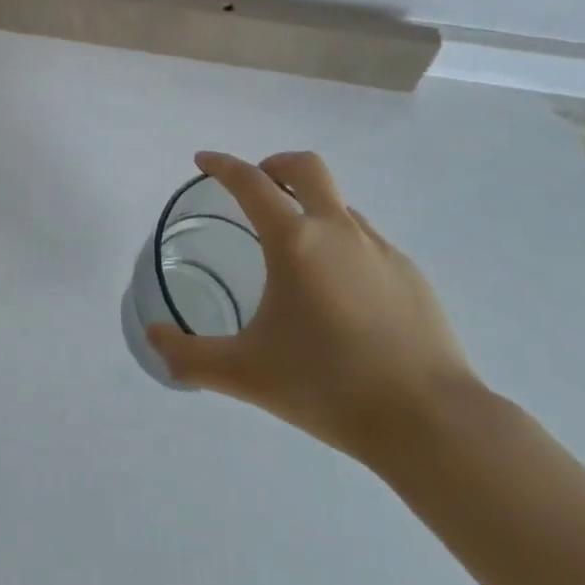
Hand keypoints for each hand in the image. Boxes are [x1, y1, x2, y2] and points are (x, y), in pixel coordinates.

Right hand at [149, 150, 481, 467]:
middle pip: (305, 167)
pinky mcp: (411, 275)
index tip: (204, 160)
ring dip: (312, 209)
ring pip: (339, 205)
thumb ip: (192, 357)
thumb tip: (152, 340)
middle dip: (276, 165)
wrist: (431, 423)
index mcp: (294, 241)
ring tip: (298, 255)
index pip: (250, 183)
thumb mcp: (248, 374)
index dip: (222, 165)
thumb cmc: (329, 386)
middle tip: (259, 189)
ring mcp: (380, 249)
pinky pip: (367, 242)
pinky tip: (343, 296)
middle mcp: (337, 230)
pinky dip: (343, 246)